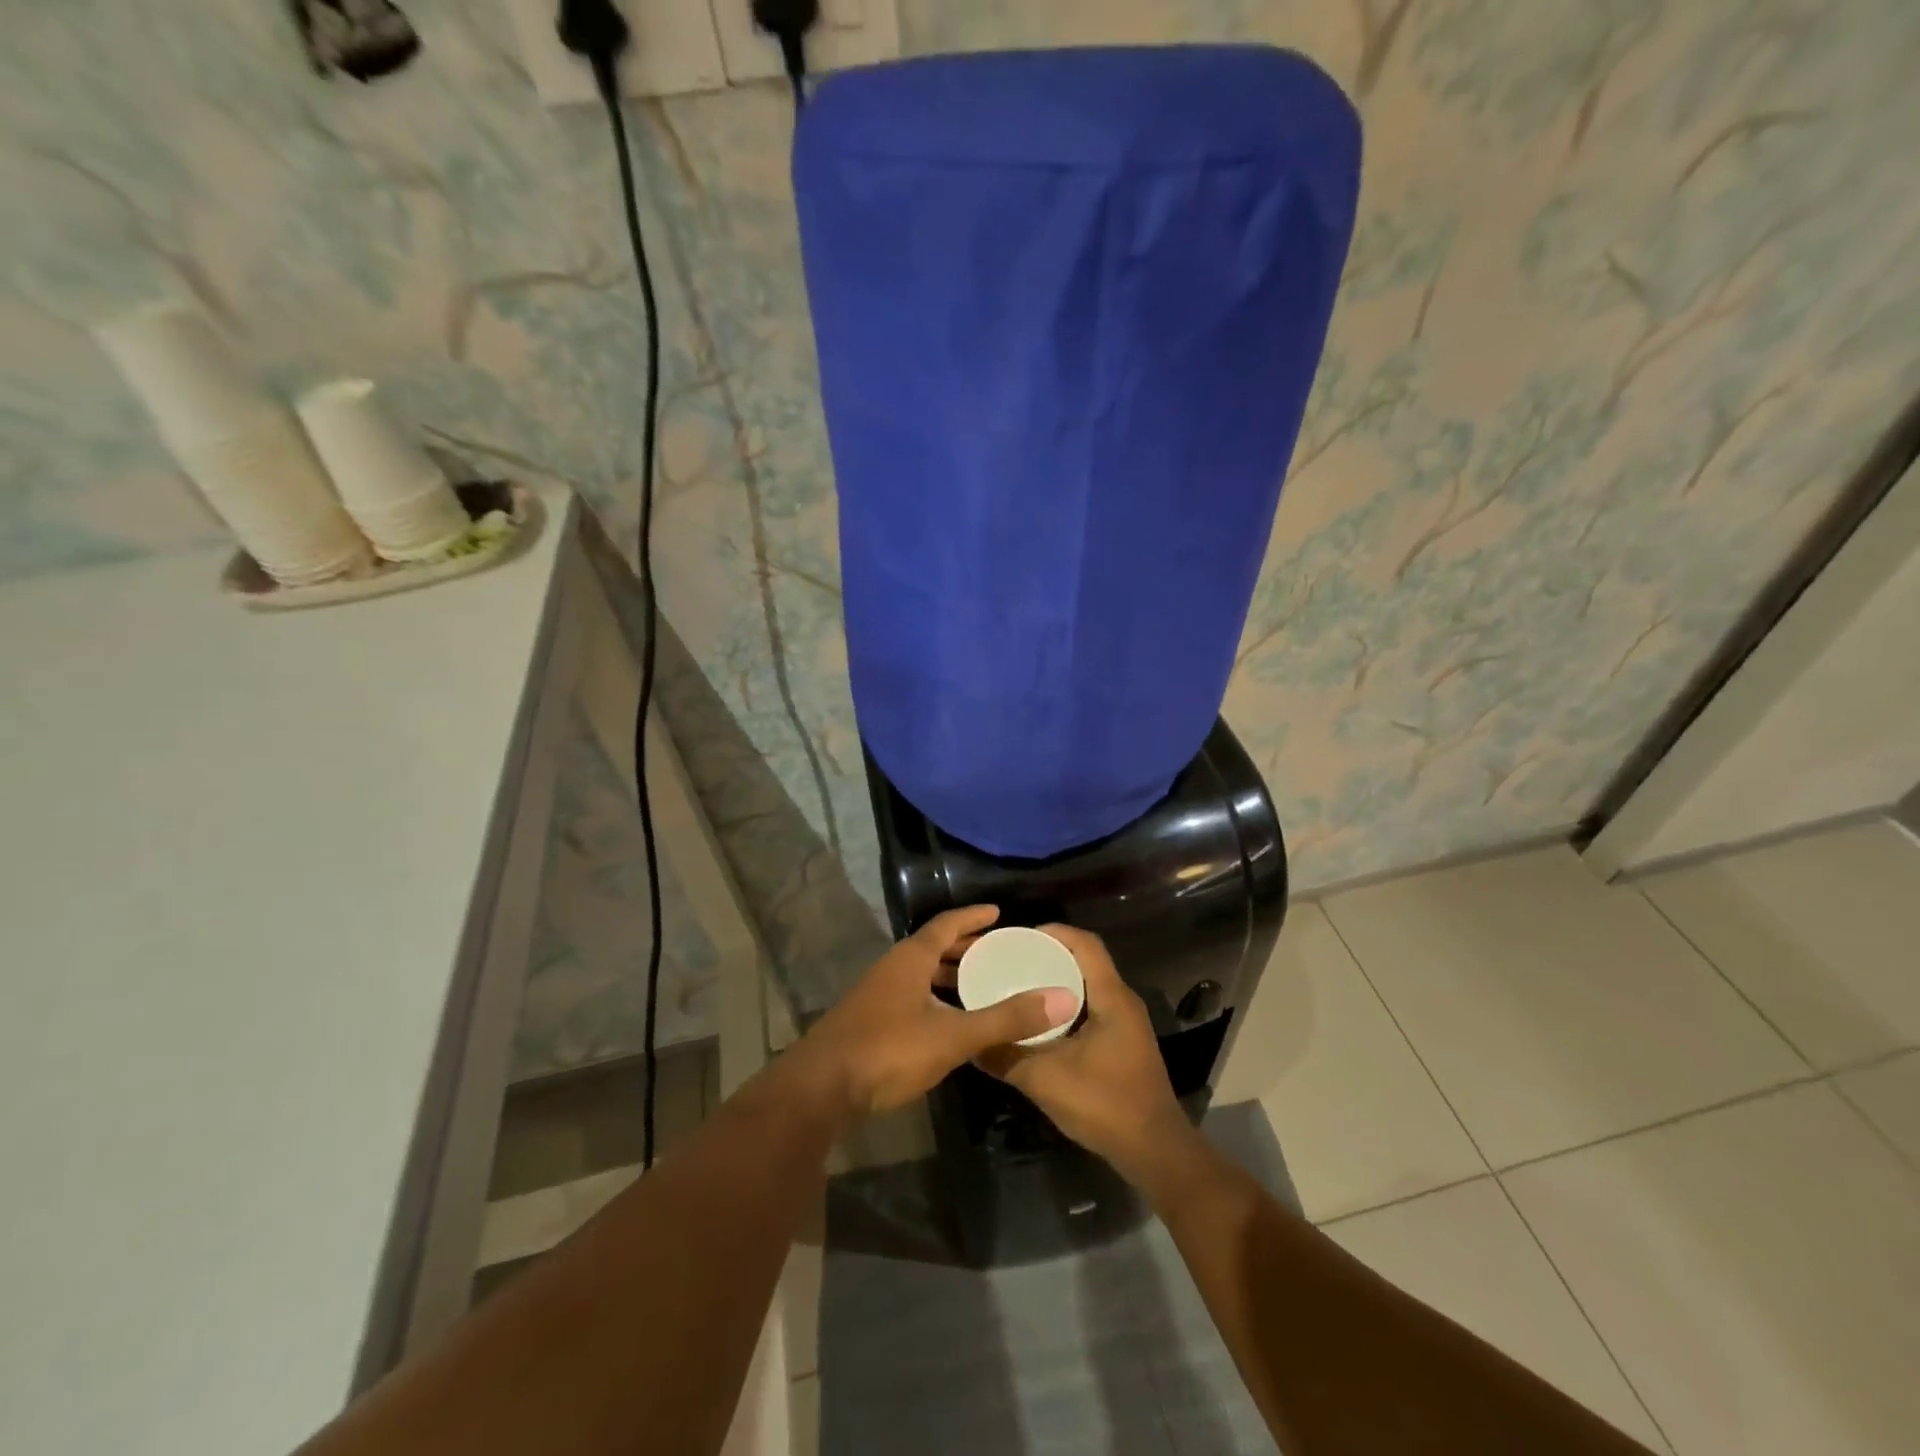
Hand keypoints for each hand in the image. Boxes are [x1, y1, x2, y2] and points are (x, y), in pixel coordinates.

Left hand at [796, 905, 1079, 1117]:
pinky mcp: (868, 1022)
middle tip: (998, 951)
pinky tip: (948, 1021)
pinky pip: (910, 996)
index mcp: (910, 959)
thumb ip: (1006, 1019)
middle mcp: (892, 968)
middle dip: (964, 947)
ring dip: (948, 975)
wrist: (819, 1089)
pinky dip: (934, 997)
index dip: (973, 917)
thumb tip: (1062, 999)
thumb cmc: (888, 1050)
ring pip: (919, 974)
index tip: (998, 912)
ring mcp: (876, 995)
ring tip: (979, 984)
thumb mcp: (953, 1035)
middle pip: (932, 947)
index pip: (946, 924)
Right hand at [976, 924, 1192, 1177]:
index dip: (1054, 932)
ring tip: (1020, 987)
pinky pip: (1092, 1008)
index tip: (1018, 937)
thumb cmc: (1105, 1104)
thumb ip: (1006, 1057)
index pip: (1085, 943)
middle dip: (1049, 955)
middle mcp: (1123, 1002)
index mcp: (1111, 997)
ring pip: (1088, 986)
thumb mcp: (1045, 1079)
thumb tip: (971, 1042)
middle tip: (1011, 961)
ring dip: (1057, 982)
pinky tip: (1040, 1024)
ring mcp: (1126, 1024)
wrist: (1155, 1152)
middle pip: (1086, 961)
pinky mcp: (1123, 1044)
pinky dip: (1066, 1006)